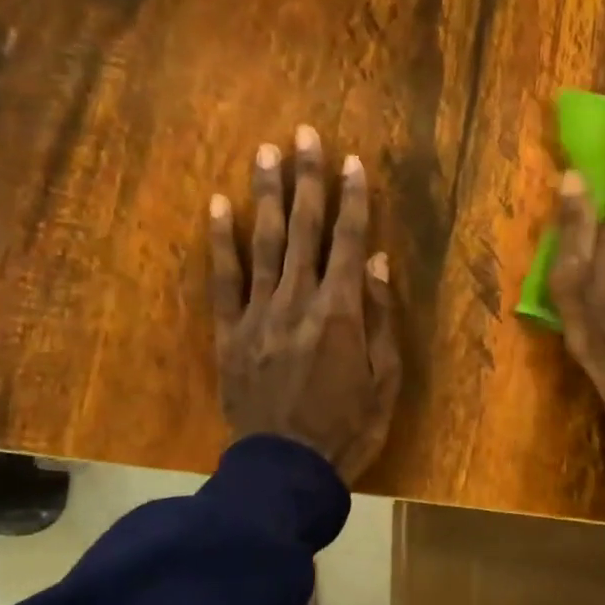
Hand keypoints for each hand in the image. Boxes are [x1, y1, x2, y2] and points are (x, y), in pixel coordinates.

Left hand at [210, 126, 401, 483]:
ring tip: (266, 152)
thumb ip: (381, 316)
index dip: (353, 198)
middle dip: (308, 179)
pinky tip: (219, 206)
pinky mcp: (229, 333)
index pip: (350, 241)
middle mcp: (299, 300)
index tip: (353, 161)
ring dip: (267, 195)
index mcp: (341, 312)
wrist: (287, 470)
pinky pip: (223, 280)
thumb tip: (379, 261)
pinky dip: (221, 241)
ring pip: (264, 243)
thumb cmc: (348, 428)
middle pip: (306, 230)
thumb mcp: (385, 379)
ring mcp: (258, 314)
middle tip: (305, 134)